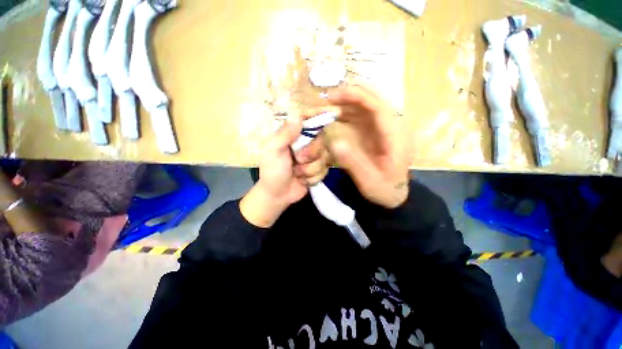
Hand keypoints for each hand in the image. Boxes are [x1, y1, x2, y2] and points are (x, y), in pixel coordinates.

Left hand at [240, 114, 329, 227]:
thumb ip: (285, 134)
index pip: (307, 120)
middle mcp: (305, 143)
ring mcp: (313, 157)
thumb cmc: (272, 171)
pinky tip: (303, 180)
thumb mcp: (273, 151)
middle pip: (321, 140)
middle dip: (311, 154)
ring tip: (297, 173)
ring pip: (324, 158)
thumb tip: (298, 115)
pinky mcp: (318, 169)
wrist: (278, 195)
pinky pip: (324, 170)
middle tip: (298, 160)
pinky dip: (313, 178)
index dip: (319, 114)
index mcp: (292, 135)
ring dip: (309, 169)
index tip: (332, 112)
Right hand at [325, 85, 411, 208]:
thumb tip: (335, 142)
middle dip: (351, 95)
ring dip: (349, 102)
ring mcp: (385, 128)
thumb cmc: (384, 189)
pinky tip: (337, 115)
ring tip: (329, 105)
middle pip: (375, 100)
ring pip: (368, 105)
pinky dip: (350, 111)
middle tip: (328, 99)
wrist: (394, 193)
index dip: (357, 97)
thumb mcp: (368, 181)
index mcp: (395, 137)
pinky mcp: (378, 131)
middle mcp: (393, 126)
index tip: (335, 95)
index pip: (379, 107)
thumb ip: (353, 163)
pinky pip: (364, 115)